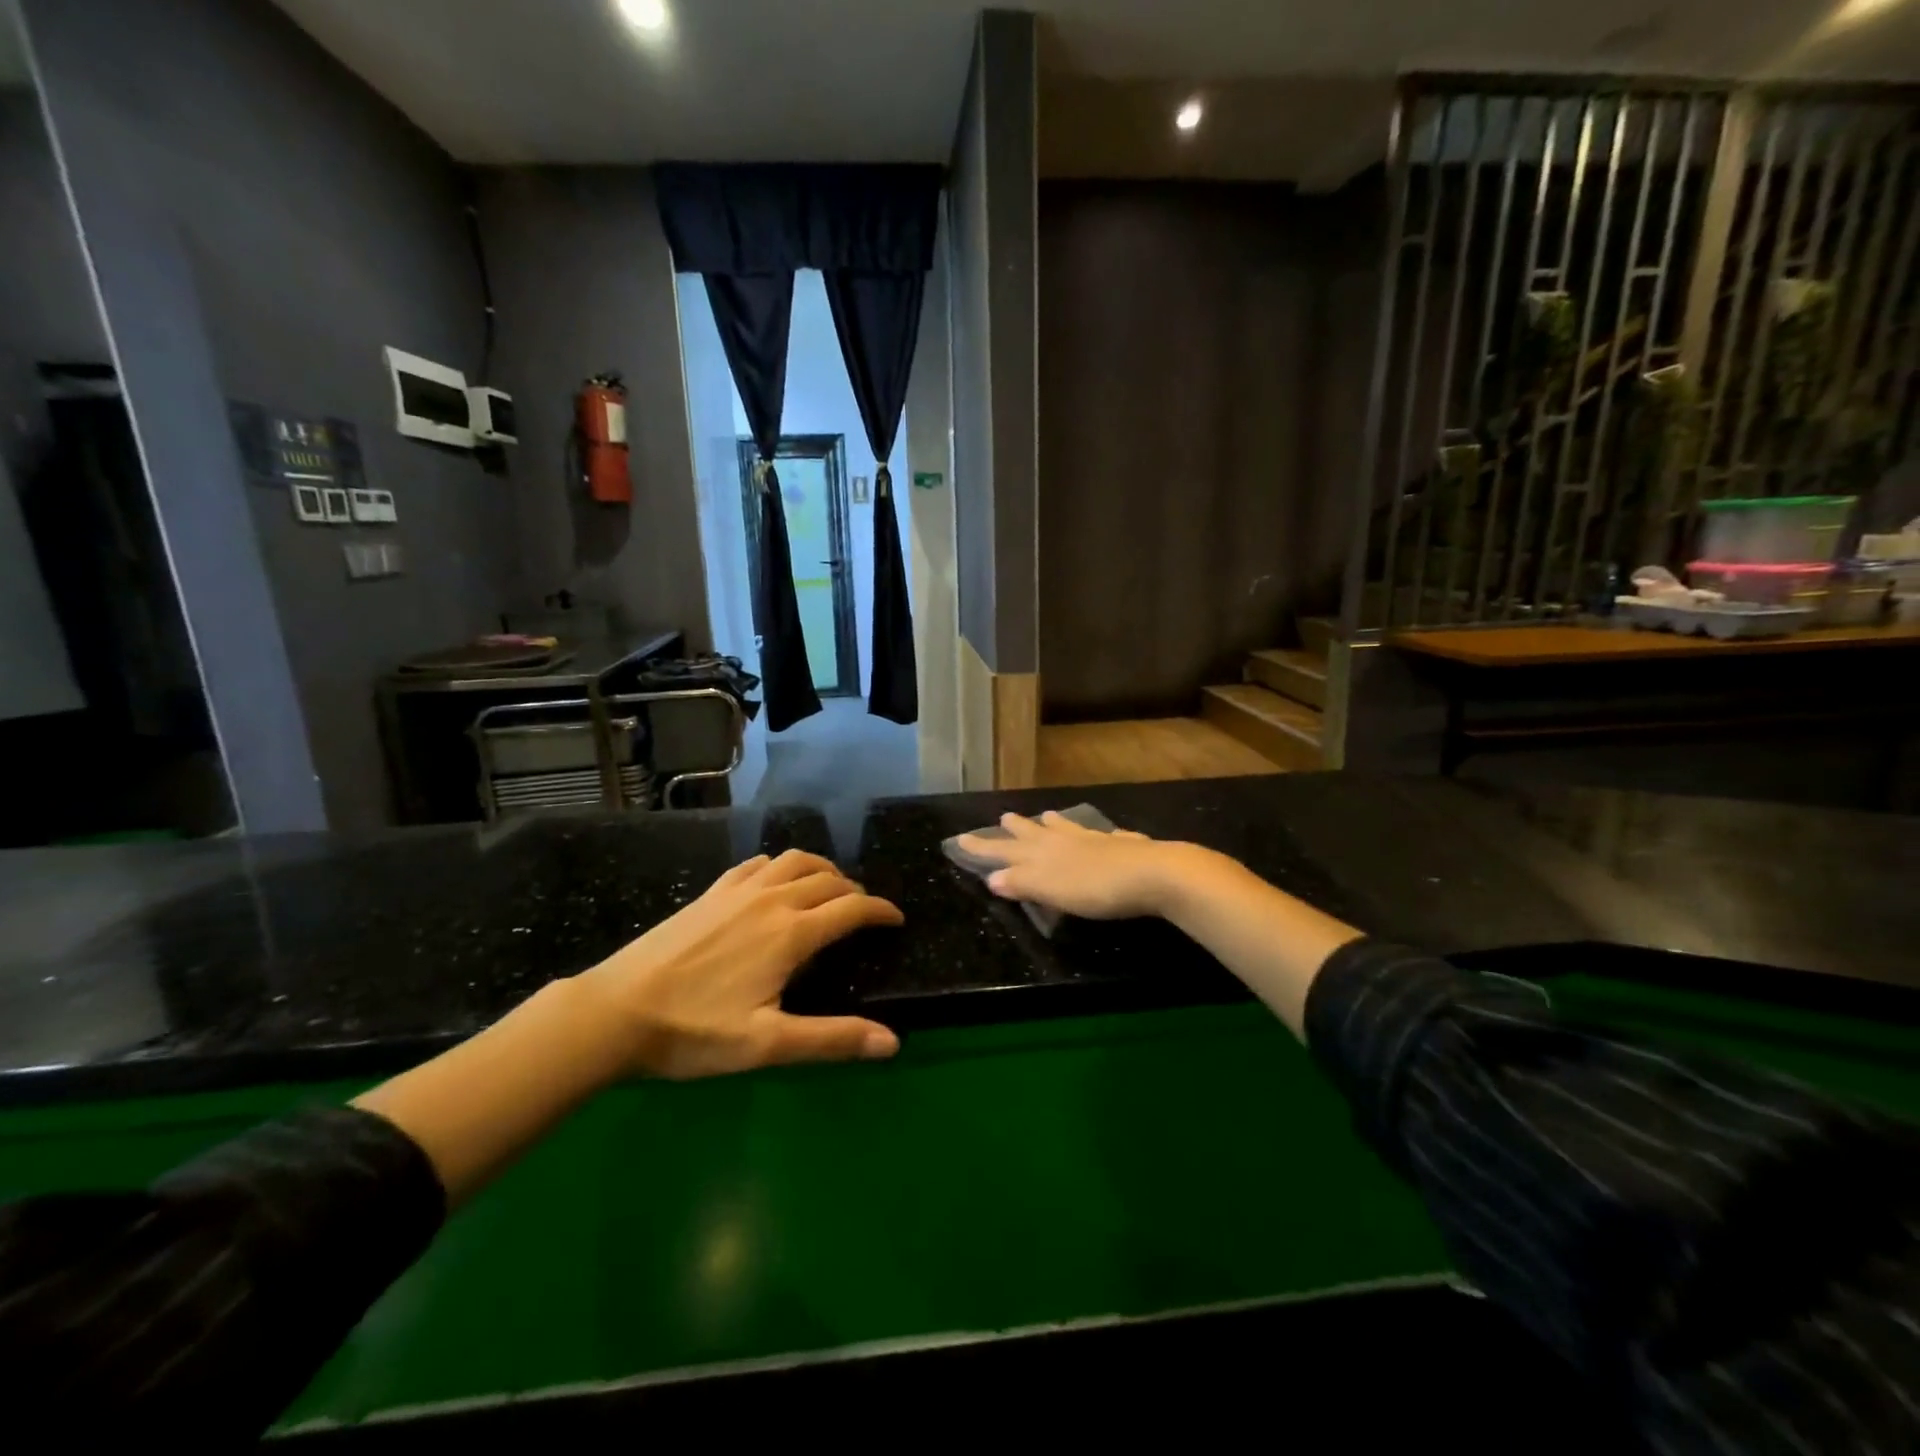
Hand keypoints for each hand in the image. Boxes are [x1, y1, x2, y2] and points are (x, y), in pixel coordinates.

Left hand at [575, 850, 903, 1079]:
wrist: (616, 1011)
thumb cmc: (694, 1032)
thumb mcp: (767, 1044)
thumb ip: (832, 1038)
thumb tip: (892, 1042)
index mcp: (791, 933)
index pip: (851, 908)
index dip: (881, 911)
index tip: (896, 920)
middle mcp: (771, 900)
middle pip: (828, 880)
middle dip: (855, 892)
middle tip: (864, 913)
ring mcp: (738, 891)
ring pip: (794, 861)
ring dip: (822, 869)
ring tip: (830, 888)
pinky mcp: (711, 892)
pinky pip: (758, 864)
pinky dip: (781, 866)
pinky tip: (776, 881)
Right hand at [955, 811, 1194, 920]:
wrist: (1153, 874)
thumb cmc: (1096, 888)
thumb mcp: (1051, 890)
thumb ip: (1022, 883)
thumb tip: (992, 878)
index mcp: (1044, 855)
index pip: (1005, 851)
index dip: (983, 848)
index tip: (961, 838)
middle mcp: (1065, 842)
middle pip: (1034, 834)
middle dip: (1016, 829)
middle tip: (1004, 817)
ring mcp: (1096, 841)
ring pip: (1068, 829)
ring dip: (1054, 824)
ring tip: (1046, 815)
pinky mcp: (1124, 846)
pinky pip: (1103, 836)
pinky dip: (1095, 834)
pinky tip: (1106, 834)